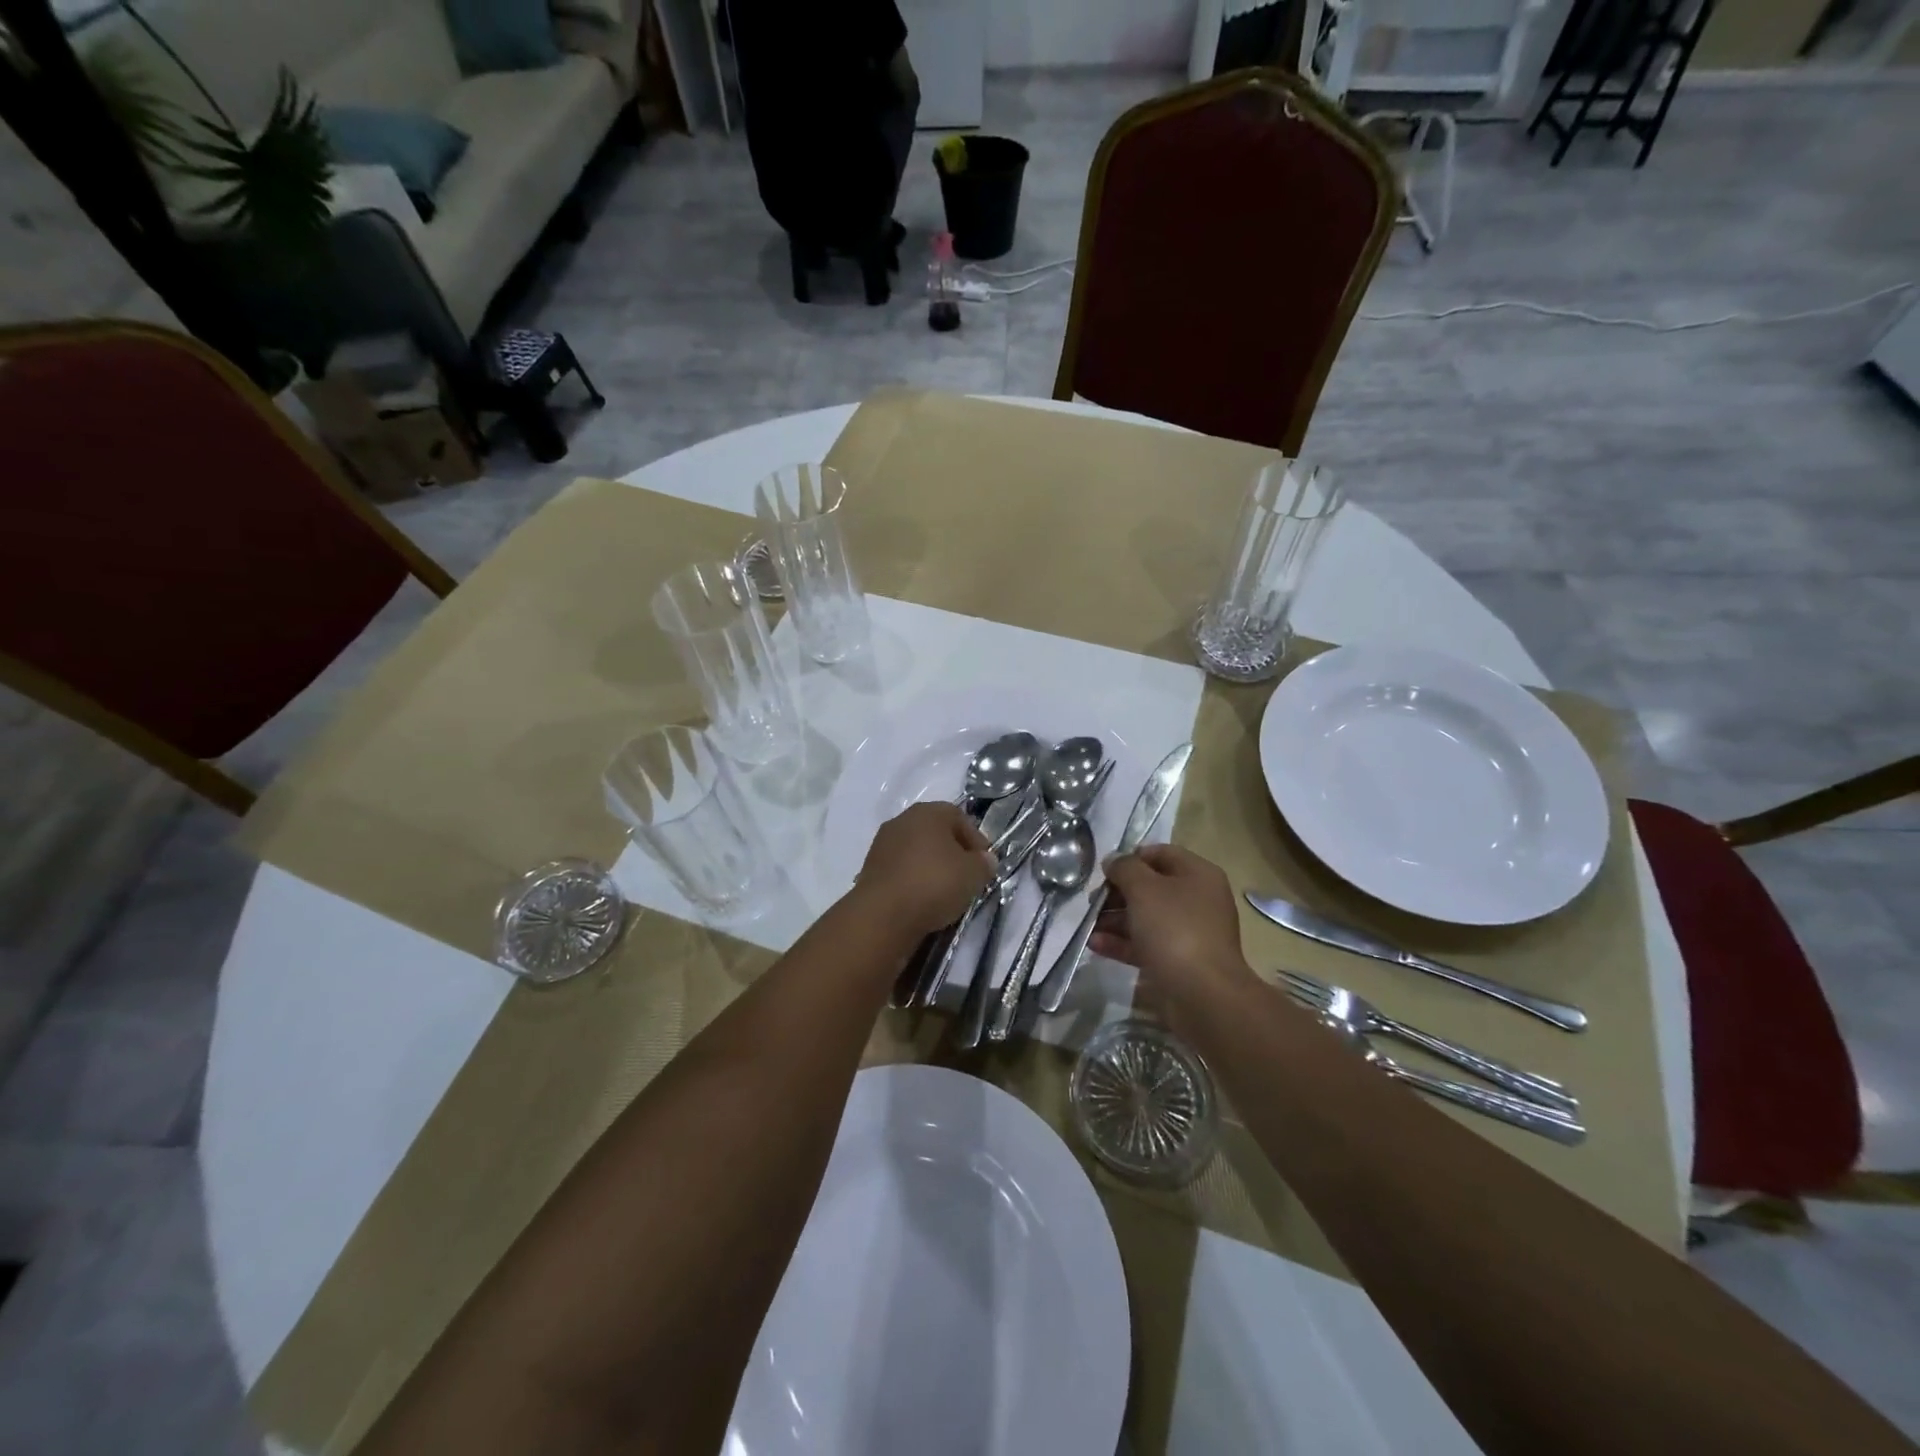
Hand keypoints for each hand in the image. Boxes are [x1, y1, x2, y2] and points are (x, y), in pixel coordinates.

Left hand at [852, 802, 993, 940]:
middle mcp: (902, 820)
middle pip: (936, 833)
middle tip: (966, 877)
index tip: (984, 864)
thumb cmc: (934, 883)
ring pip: (917, 852)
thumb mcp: (974, 874)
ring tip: (945, 893)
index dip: (976, 840)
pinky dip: (913, 881)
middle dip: (953, 853)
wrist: (883, 914)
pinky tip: (922, 900)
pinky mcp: (870, 869)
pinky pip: (901, 870)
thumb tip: (984, 860)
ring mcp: (882, 844)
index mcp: (928, 812)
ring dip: (932, 868)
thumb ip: (984, 863)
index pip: (959, 817)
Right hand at [1093, 844, 1259, 1036]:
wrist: (1202, 993)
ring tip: (1088, 925)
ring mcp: (1188, 932)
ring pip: (1145, 917)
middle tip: (1092, 901)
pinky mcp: (1177, 961)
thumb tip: (1114, 861)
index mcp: (1197, 874)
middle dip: (1117, 893)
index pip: (1160, 853)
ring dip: (1114, 919)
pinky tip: (1095, 945)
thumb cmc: (1174, 929)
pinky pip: (1146, 944)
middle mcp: (1196, 899)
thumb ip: (1124, 868)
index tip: (1105, 871)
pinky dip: (1122, 943)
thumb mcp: (1144, 888)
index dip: (1130, 858)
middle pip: (1150, 887)